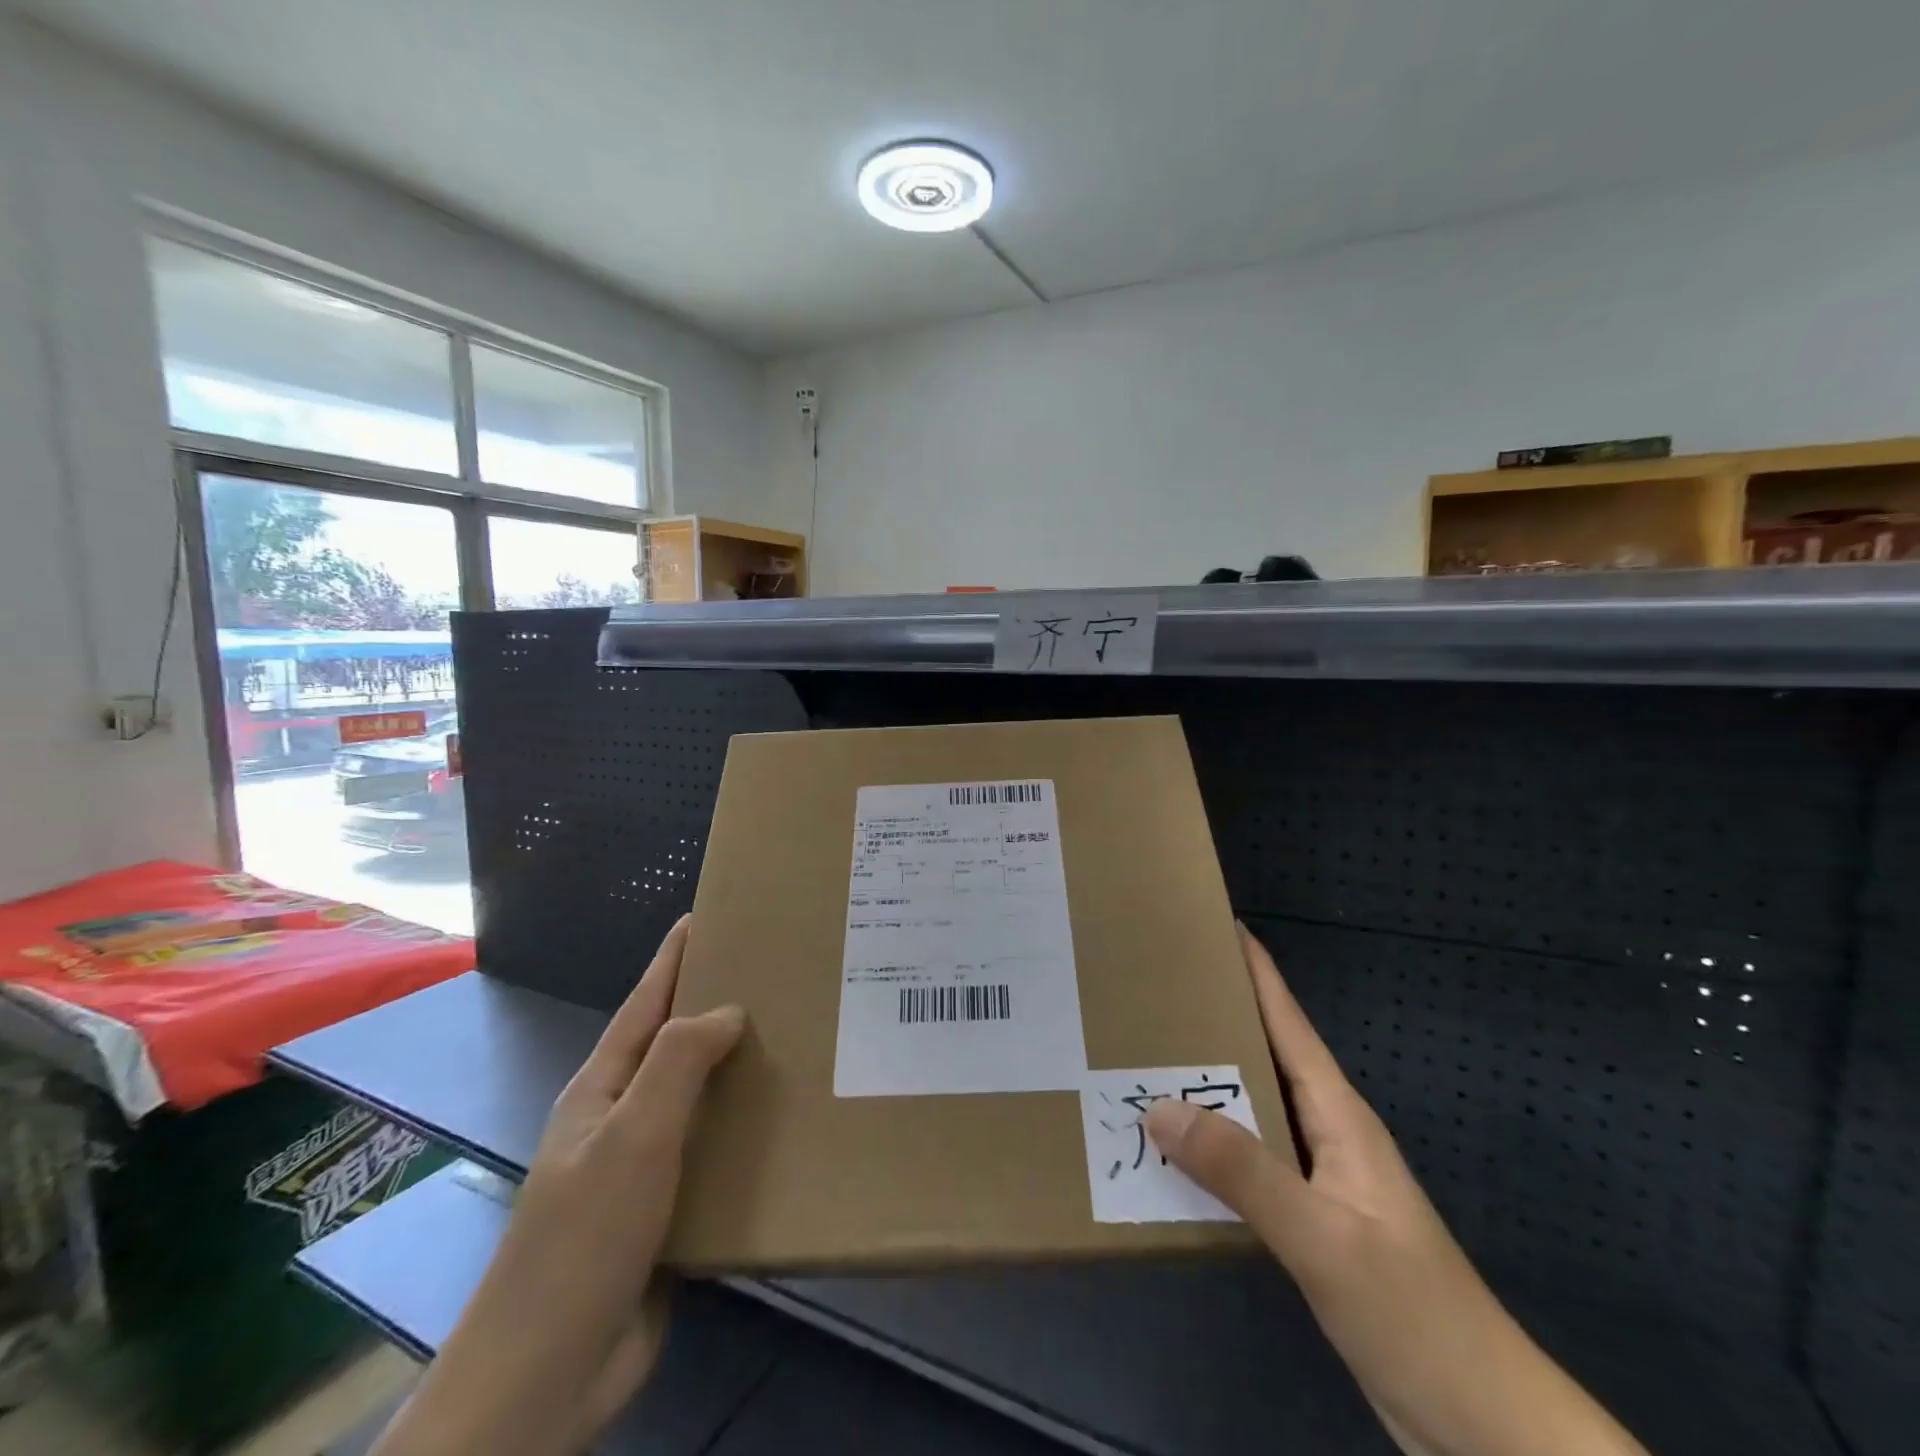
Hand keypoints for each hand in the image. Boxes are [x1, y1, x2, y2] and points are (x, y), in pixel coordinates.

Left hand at [373, 916, 744, 1455]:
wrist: (548, 1374)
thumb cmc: (584, 1238)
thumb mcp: (632, 1136)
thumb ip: (677, 1063)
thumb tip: (729, 1009)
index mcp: (605, 1088)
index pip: (645, 1003)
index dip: (674, 958)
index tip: (708, 916)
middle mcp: (625, 1117)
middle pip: (676, 1045)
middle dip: (717, 1005)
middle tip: (777, 974)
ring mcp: (645, 1166)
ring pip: (702, 1098)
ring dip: (740, 1068)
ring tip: (797, 1038)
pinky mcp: (671, 1210)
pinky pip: (716, 1150)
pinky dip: (748, 1127)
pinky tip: (787, 1122)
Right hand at [1145, 925, 1645, 1455]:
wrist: (1478, 1420)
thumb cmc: (1413, 1311)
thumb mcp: (1322, 1237)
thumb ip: (1242, 1170)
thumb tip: (1160, 1106)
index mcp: (1337, 1114)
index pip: (1288, 1022)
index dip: (1257, 970)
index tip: (1217, 925)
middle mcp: (1325, 1131)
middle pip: (1262, 1055)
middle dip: (1215, 1017)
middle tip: (1152, 989)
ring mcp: (1317, 1176)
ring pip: (1250, 1107)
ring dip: (1205, 1082)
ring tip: (1144, 1057)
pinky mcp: (1307, 1218)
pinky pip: (1246, 1159)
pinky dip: (1209, 1143)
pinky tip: (1173, 1148)